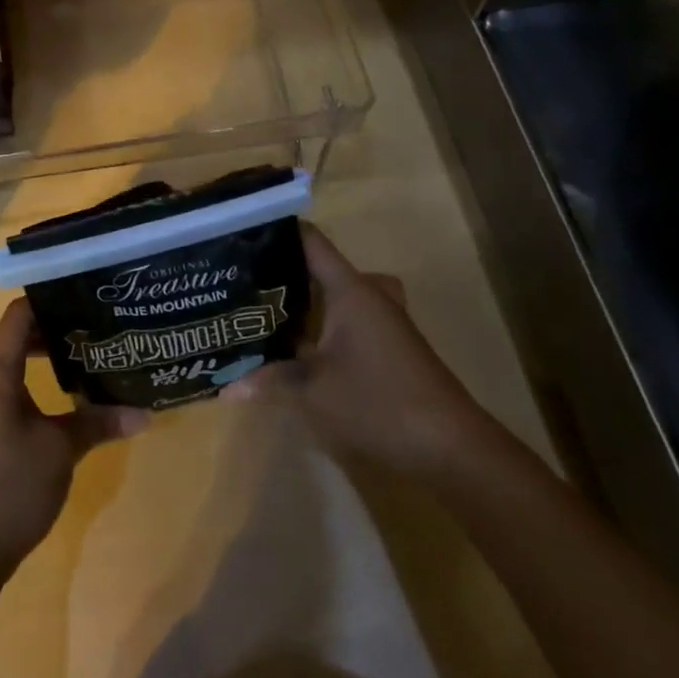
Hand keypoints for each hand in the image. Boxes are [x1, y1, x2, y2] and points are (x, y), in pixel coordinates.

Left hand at [0, 298, 150, 575]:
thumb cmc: (11, 486)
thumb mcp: (61, 449)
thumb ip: (99, 422)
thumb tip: (145, 412)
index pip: (18, 315)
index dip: (48, 298)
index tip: (84, 291)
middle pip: (18, 335)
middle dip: (55, 325)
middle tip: (96, 320)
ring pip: (16, 362)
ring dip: (48, 354)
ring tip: (89, 349)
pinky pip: (15, 387)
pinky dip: (39, 379)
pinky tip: (71, 392)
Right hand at [224, 225, 495, 475]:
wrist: (452, 448)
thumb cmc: (380, 403)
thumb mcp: (314, 391)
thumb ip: (271, 379)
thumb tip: (226, 385)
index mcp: (350, 290)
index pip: (311, 241)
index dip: (278, 230)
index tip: (242, 231)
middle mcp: (368, 295)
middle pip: (321, 266)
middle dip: (284, 269)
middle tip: (244, 275)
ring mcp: (383, 321)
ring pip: (336, 295)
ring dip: (305, 298)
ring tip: (264, 306)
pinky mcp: (389, 346)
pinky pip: (348, 318)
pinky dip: (323, 322)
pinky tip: (298, 345)